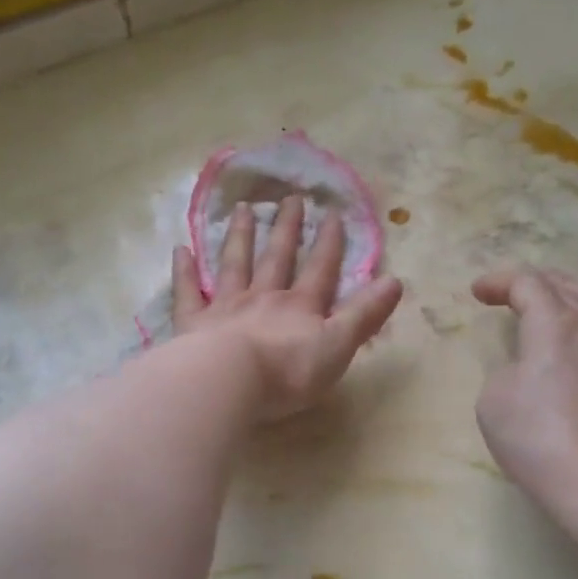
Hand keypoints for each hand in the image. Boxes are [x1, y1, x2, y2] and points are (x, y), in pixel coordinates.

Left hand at [173, 195, 403, 420]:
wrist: (229, 381)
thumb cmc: (288, 371)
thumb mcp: (338, 346)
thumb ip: (364, 315)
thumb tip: (396, 280)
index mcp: (300, 307)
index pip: (319, 269)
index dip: (329, 243)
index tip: (332, 213)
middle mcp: (263, 298)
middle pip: (276, 258)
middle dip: (285, 228)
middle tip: (289, 197)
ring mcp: (225, 307)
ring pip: (234, 265)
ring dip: (240, 237)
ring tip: (242, 209)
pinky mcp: (193, 324)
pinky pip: (187, 291)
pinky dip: (184, 271)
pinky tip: (181, 249)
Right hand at [471, 267, 577, 501]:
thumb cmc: (537, 437)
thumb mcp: (494, 399)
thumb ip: (507, 369)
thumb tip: (528, 368)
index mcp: (556, 323)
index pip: (528, 284)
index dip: (499, 282)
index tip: (477, 292)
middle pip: (568, 286)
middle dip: (536, 283)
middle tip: (511, 291)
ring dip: (570, 298)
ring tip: (553, 308)